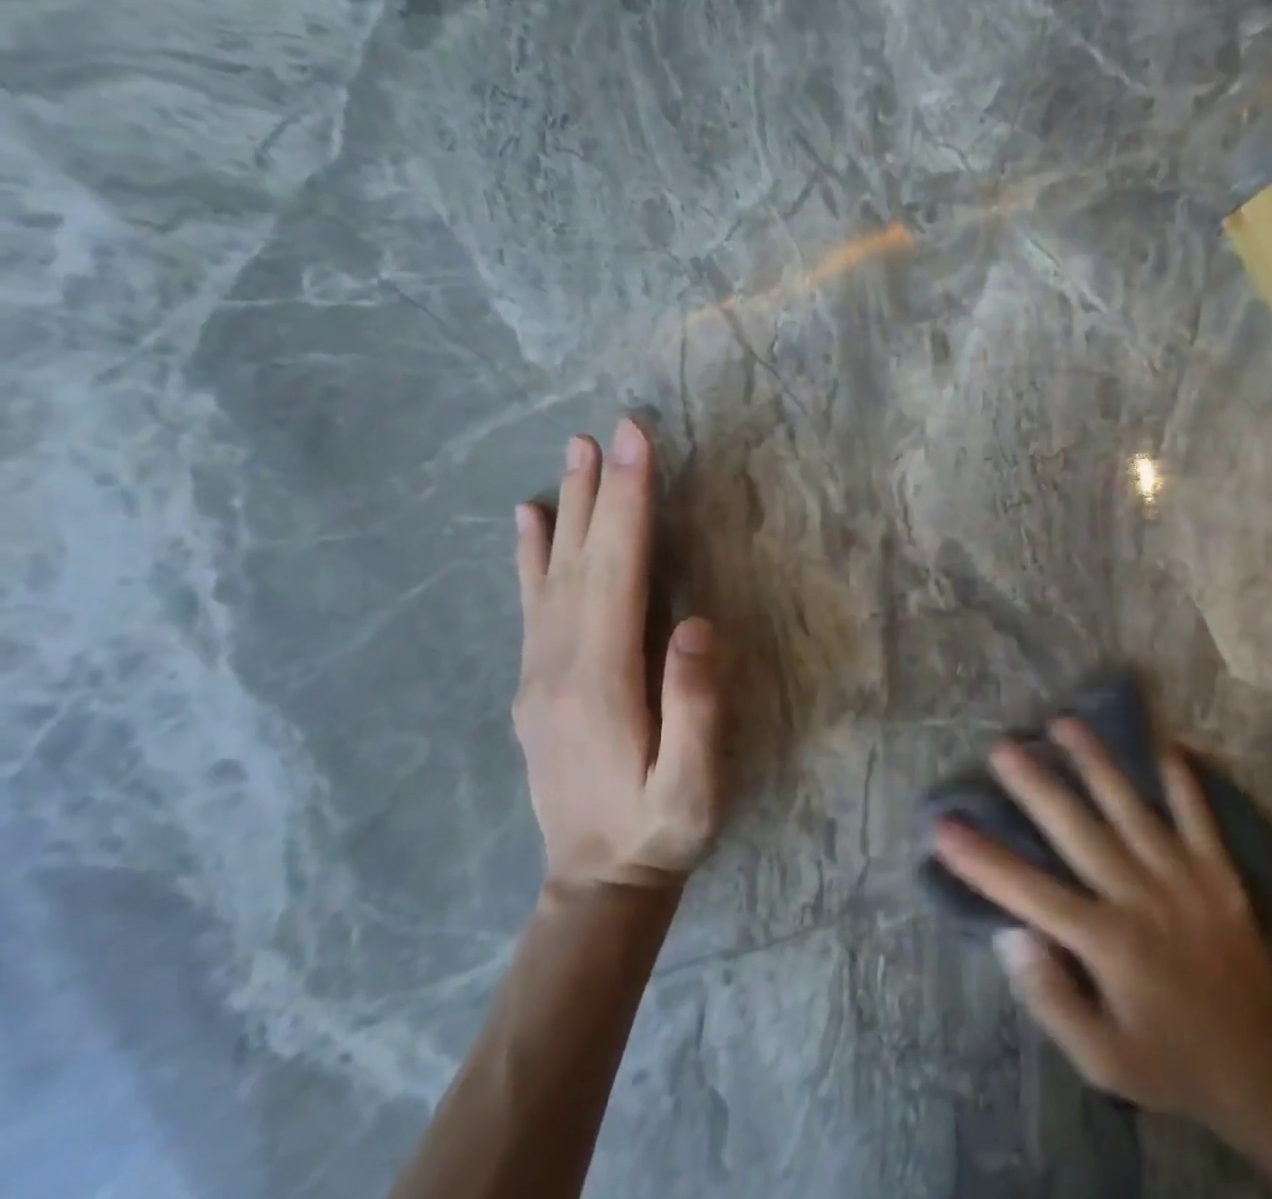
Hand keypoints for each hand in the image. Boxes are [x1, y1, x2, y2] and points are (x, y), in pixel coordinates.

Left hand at [512, 418, 725, 890]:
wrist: (594, 885)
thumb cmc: (661, 830)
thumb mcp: (693, 786)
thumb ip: (696, 709)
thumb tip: (696, 625)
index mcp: (602, 679)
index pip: (619, 570)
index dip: (631, 504)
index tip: (636, 444)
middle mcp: (560, 663)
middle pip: (583, 558)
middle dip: (601, 489)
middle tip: (608, 428)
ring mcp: (539, 671)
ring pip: (553, 572)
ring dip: (569, 507)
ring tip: (572, 454)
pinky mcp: (536, 681)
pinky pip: (531, 602)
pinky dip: (531, 553)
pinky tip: (531, 520)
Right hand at [933, 720, 1271, 1149]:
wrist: (1265, 1067)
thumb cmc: (1171, 1061)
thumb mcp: (1102, 1061)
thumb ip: (1052, 1000)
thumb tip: (1010, 936)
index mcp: (1107, 942)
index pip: (1031, 891)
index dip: (983, 858)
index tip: (945, 825)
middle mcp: (1139, 895)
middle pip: (1077, 829)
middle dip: (1036, 785)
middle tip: (1003, 747)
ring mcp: (1181, 874)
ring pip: (1129, 806)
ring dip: (1095, 761)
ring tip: (1064, 722)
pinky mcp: (1216, 868)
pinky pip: (1196, 811)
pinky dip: (1179, 775)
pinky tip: (1160, 741)